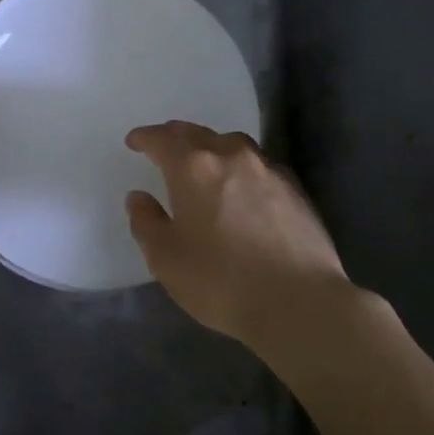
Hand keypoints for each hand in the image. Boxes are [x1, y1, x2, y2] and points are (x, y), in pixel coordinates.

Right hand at [124, 121, 352, 348]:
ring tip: (205, 162)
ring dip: (212, 146)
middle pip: (198, 134)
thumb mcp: (166, 259)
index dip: (145, 138)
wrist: (299, 301)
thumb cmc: (221, 281)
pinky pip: (259, 165)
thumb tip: (139, 197)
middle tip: (163, 146)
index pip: (163, 139)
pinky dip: (241, 167)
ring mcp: (268, 169)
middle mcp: (231, 156)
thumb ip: (147, 222)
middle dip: (176, 137)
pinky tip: (243, 186)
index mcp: (194, 168)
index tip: (134, 142)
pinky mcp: (295, 189)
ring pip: (233, 144)